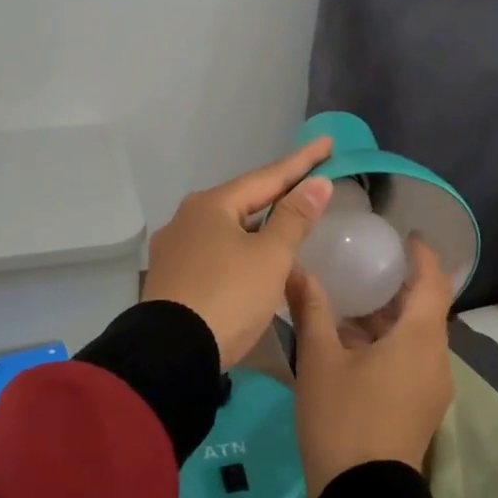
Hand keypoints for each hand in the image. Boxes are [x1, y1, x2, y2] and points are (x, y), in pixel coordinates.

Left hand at [141, 137, 335, 368]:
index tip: (327, 143)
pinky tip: (251, 259)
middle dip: (276, 192)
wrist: (170, 354)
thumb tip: (317, 183)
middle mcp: (186, 218)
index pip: (267, 177)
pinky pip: (214, 251)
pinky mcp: (170, 277)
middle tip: (307, 183)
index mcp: (212, 205)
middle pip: (243, 199)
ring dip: (257, 224)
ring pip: (226, 228)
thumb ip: (295, 218)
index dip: (301, 162)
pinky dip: (239, 248)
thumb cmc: (228, 296)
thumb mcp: (270, 257)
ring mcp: (174, 248)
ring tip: (284, 221)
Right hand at [288, 236, 453, 497]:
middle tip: (367, 263)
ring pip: (417, 336)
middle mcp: (436, 358)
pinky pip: (412, 359)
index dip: (422, 255)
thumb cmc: (343, 418)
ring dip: (391, 316)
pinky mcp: (421, 408)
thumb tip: (298, 271)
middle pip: (426, 308)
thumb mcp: (320, 360)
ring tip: (352, 300)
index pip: (432, 282)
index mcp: (420, 338)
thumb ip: (312, 309)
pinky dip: (390, 341)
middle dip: (400, 284)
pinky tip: (352, 343)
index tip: (406, 234)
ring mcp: (432, 387)